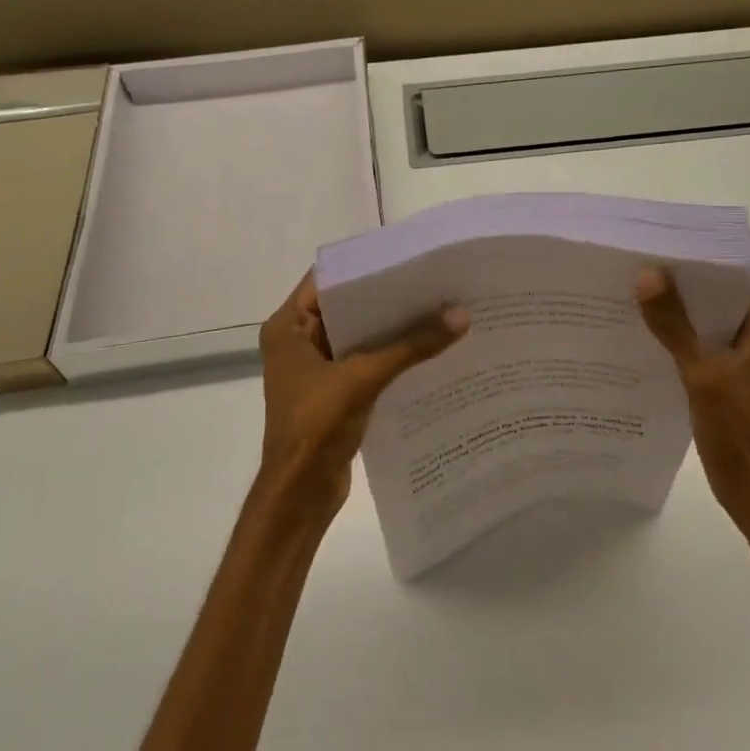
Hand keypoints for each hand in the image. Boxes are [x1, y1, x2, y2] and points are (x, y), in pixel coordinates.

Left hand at [256, 272, 468, 520]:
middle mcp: (298, 341)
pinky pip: (366, 362)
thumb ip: (411, 345)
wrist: (299, 493)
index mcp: (288, 328)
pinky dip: (393, 355)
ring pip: (359, 336)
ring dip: (393, 328)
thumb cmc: (316, 425)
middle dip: (387, 297)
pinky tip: (429, 348)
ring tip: (439, 309)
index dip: (365, 266)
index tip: (407, 257)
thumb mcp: (364, 377)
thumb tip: (461, 315)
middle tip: (433, 281)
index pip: (327, 280)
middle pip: (347, 307)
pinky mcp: (335, 392)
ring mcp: (316, 368)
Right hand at [636, 269, 749, 530]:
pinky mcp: (725, 379)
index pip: (735, 273)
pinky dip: (674, 340)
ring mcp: (740, 358)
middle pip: (716, 296)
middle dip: (680, 283)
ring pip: (704, 322)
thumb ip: (675, 326)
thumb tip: (648, 275)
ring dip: (674, 312)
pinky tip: (641, 337)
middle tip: (635, 266)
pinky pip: (697, 347)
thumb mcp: (702, 373)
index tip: (662, 244)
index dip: (701, 257)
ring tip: (630, 295)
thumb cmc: (738, 429)